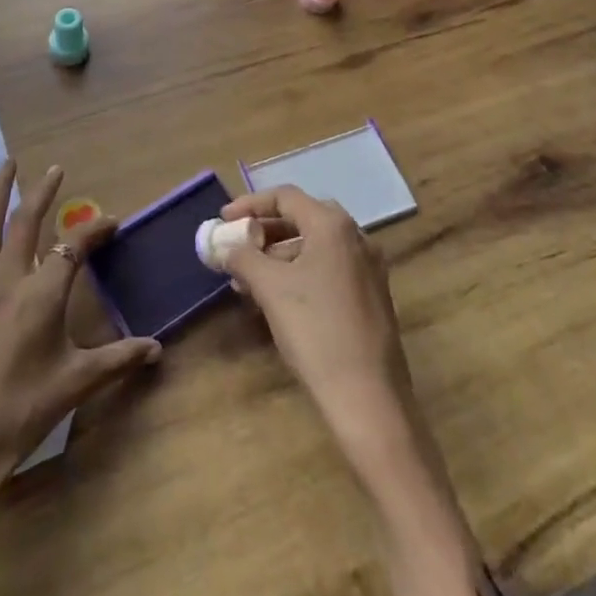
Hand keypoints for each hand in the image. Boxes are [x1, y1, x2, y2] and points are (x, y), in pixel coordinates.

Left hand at [0, 160, 160, 551]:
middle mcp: (6, 283)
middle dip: (41, 193)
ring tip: (4, 166)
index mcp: (40, 298)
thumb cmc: (17, 418)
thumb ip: (117, 360)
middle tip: (54, 168)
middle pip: (24, 224)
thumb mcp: (73, 387)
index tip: (112, 222)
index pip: (72, 249)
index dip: (94, 230)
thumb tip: (158, 348)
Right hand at [221, 185, 417, 464]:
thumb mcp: (270, 288)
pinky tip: (279, 300)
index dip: (250, 204)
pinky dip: (301, 273)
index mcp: (333, 225)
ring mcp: (369, 267)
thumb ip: (243, 257)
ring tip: (250, 282)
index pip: (285, 197)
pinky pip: (329, 269)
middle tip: (237, 248)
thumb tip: (225, 245)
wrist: (368, 398)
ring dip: (280, 256)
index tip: (223, 220)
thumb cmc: (316, 331)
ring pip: (315, 247)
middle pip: (302, 218)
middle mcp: (356, 237)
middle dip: (265, 232)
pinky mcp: (372, 296)